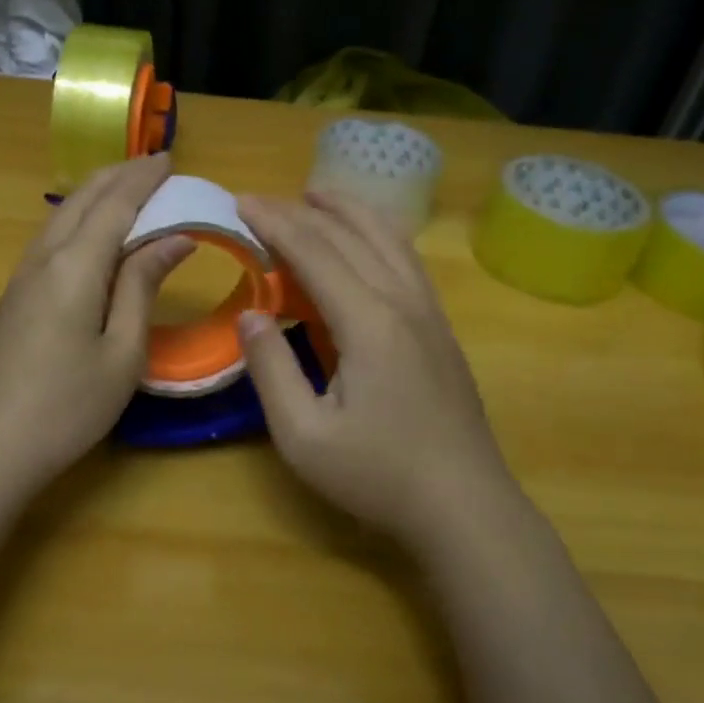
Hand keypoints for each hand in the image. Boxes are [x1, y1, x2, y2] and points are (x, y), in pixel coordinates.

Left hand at [0, 154, 192, 502]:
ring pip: (61, 217)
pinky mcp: (12, 298)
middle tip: (154, 166)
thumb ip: (143, 287)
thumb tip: (173, 238)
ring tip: (127, 189)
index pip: (116, 204)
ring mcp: (21, 277)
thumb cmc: (67, 407)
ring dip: (96, 195)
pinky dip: (78, 220)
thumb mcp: (122, 353)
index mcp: (75, 266)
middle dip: (119, 176)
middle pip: (83, 200)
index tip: (172, 159)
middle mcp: (43, 258)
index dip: (145, 178)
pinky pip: (50, 239)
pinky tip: (89, 233)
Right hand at [235, 191, 516, 545]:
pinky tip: (366, 242)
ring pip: (389, 239)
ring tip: (316, 196)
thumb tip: (249, 315)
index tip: (239, 202)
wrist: (464, 506)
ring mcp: (430, 313)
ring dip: (349, 211)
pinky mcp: (442, 330)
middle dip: (302, 210)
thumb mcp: (304, 436)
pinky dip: (377, 235)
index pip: (314, 252)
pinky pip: (407, 261)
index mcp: (368, 322)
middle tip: (263, 200)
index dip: (274, 223)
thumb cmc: (378, 475)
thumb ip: (271, 369)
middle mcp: (403, 302)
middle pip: (351, 235)